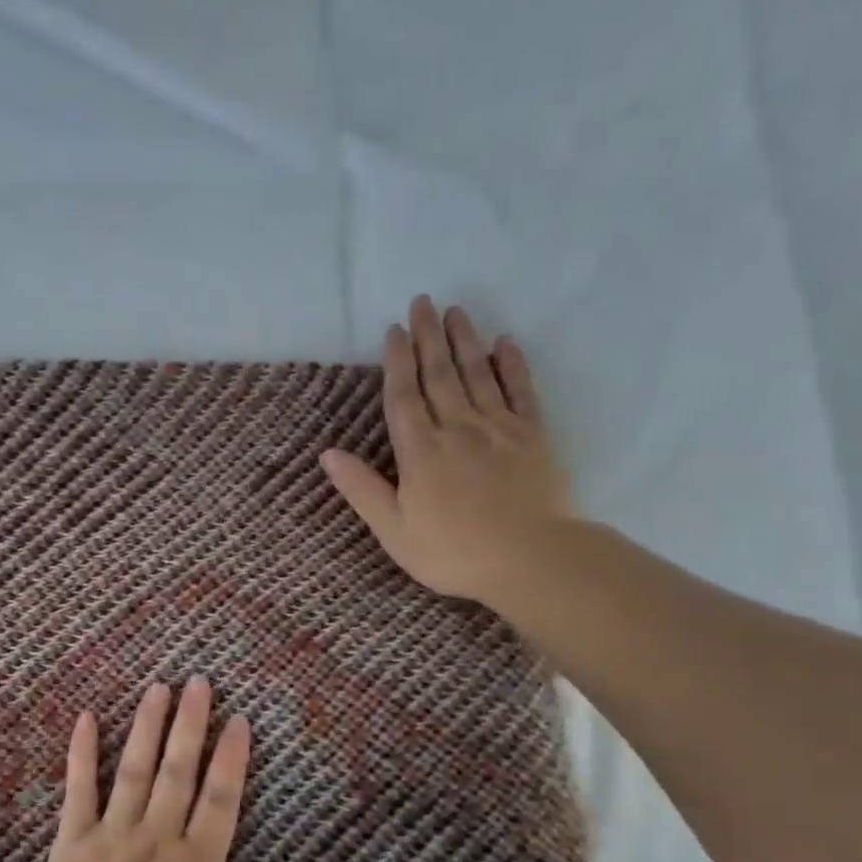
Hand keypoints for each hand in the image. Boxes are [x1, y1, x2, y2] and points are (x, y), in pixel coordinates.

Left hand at [20, 678, 302, 861]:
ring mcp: (110, 836)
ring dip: (146, 725)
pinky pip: (77, 789)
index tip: (239, 719)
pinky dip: (81, 752)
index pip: (221, 800)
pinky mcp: (69, 843)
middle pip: (178, 771)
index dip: (233, 758)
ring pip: (133, 768)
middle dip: (191, 723)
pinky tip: (84, 717)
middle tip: (199, 681)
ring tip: (157, 687)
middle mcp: (156, 840)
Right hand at [320, 296, 572, 604]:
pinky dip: (512, 365)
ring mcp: (499, 428)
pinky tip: (505, 343)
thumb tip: (327, 454)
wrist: (532, 560)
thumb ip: (362, 489)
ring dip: (465, 340)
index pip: (404, 397)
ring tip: (456, 311)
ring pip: (478, 374)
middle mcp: (458, 429)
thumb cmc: (454, 552)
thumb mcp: (394, 530)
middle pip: (440, 374)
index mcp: (421, 452)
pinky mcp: (534, 436)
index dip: (397, 362)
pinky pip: (521, 391)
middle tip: (423, 301)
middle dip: (428, 337)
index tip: (394, 330)